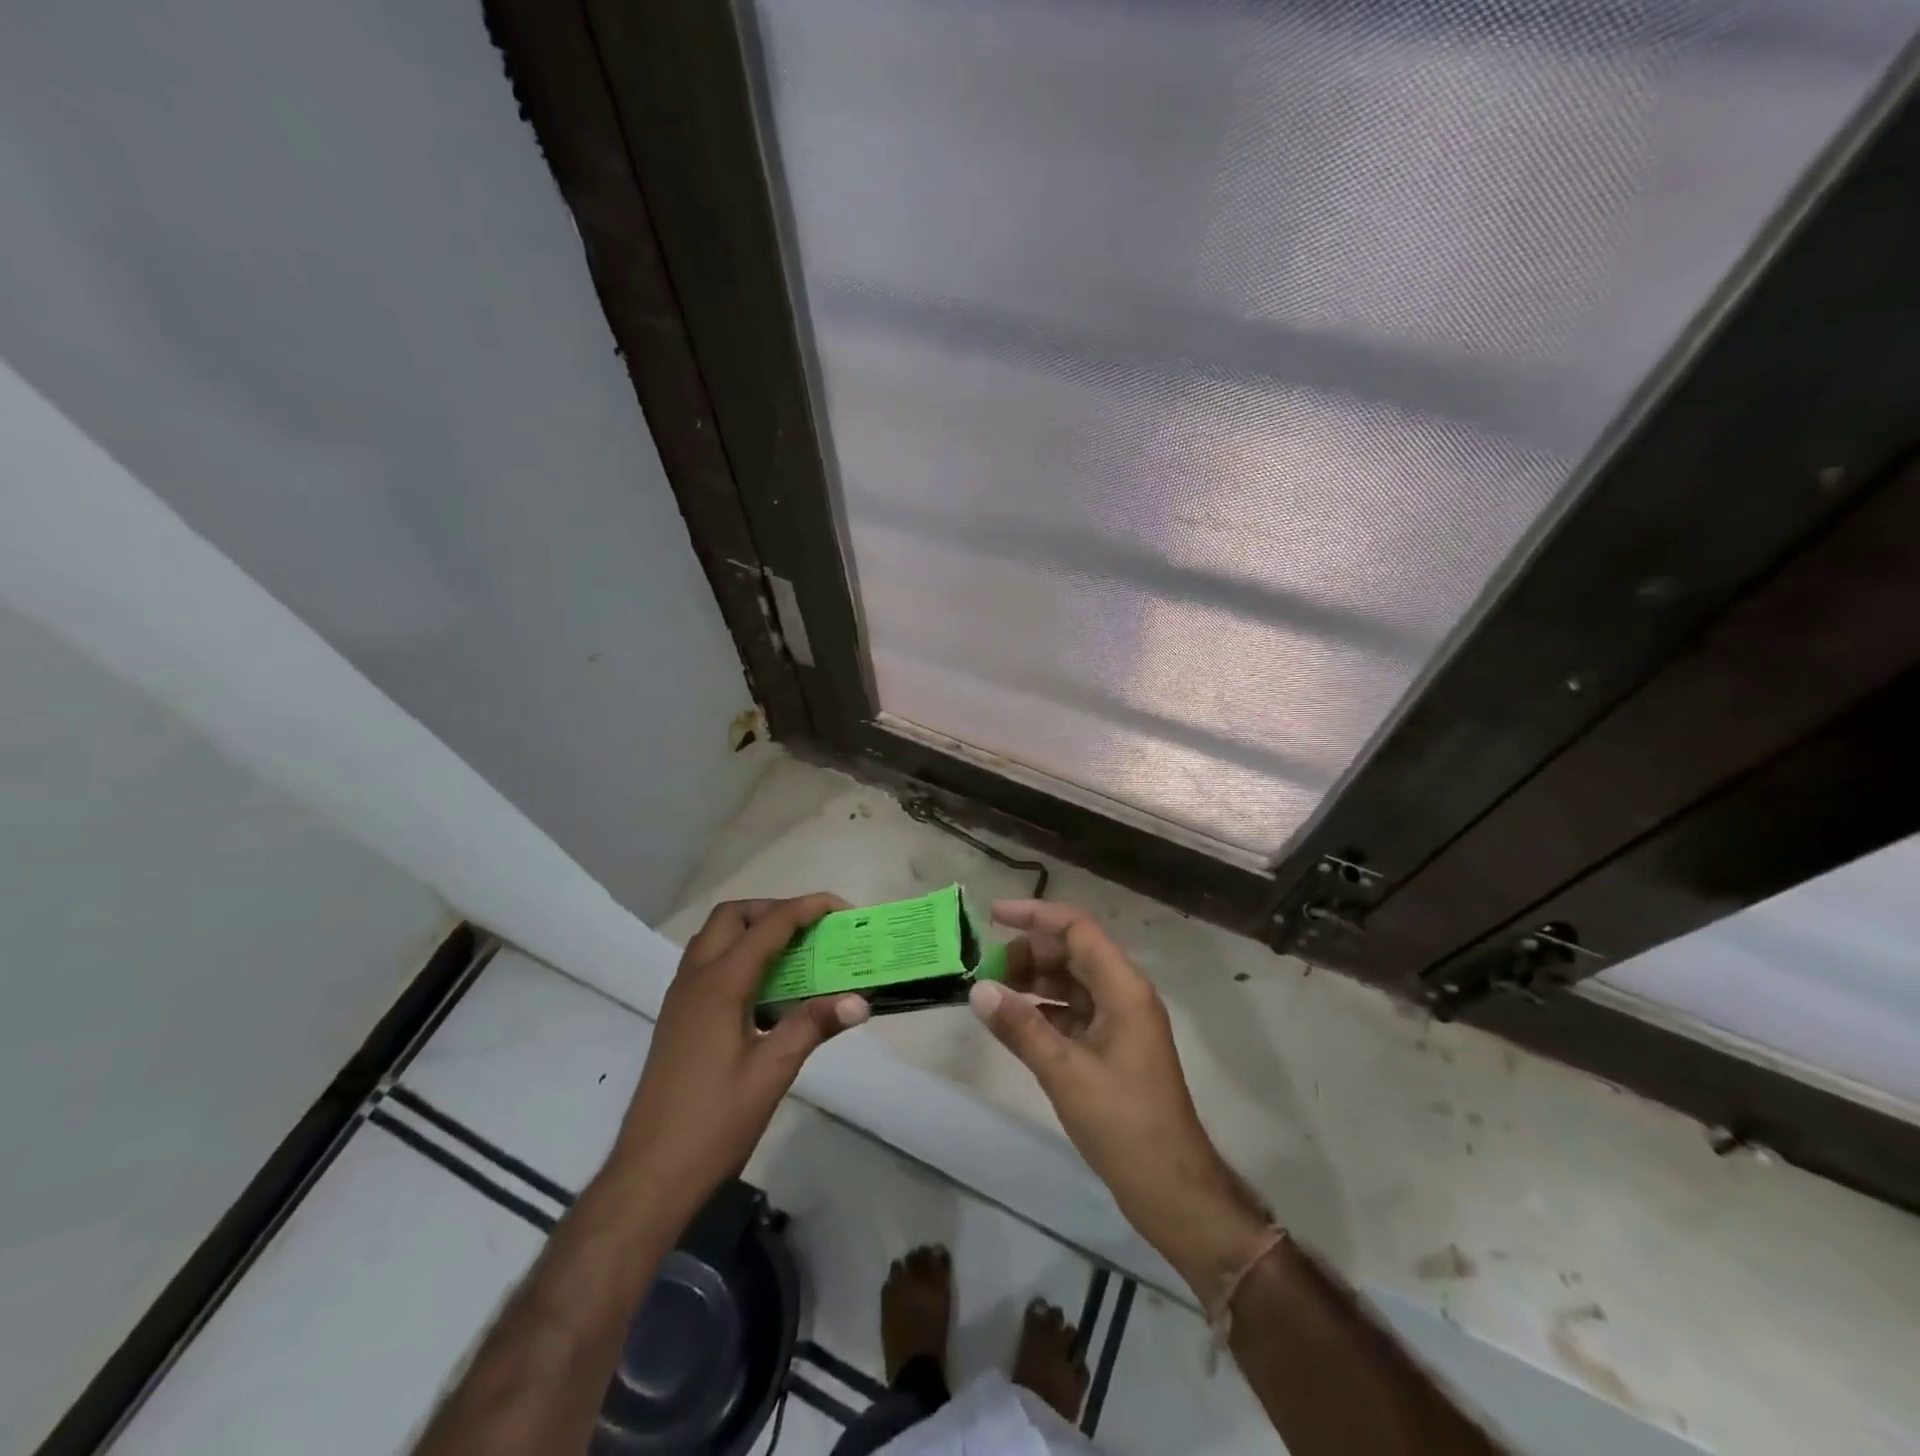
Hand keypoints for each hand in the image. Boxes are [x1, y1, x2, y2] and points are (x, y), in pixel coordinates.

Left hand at [611, 894, 869, 1224]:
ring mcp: (681, 998)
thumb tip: (861, 1000)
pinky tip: (767, 995)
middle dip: (774, 910)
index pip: (768, 926)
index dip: (807, 909)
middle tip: (812, 930)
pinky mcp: (678, 1019)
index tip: (841, 908)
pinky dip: (739, 958)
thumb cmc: (713, 1123)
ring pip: (715, 939)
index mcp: (719, 985)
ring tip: (794, 954)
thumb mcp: (772, 1072)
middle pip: (732, 917)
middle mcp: (695, 979)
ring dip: (754, 932)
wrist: (650, 1176)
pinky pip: (709, 965)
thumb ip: (813, 1025)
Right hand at [971, 900, 1269, 1296]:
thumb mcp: (1066, 1073)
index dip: (1036, 916)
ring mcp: (1121, 1023)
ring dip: (1035, 981)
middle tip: (986, 969)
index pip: (1078, 930)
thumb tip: (978, 989)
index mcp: (1124, 990)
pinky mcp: (1114, 1049)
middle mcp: (1125, 996)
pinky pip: (1075, 1012)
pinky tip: (1015, 1022)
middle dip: (1029, 953)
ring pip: (1073, 982)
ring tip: (993, 992)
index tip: (993, 916)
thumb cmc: (1124, 1125)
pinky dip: (1045, 1010)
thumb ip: (1021, 1028)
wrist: (1172, 1190)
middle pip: (1074, 953)